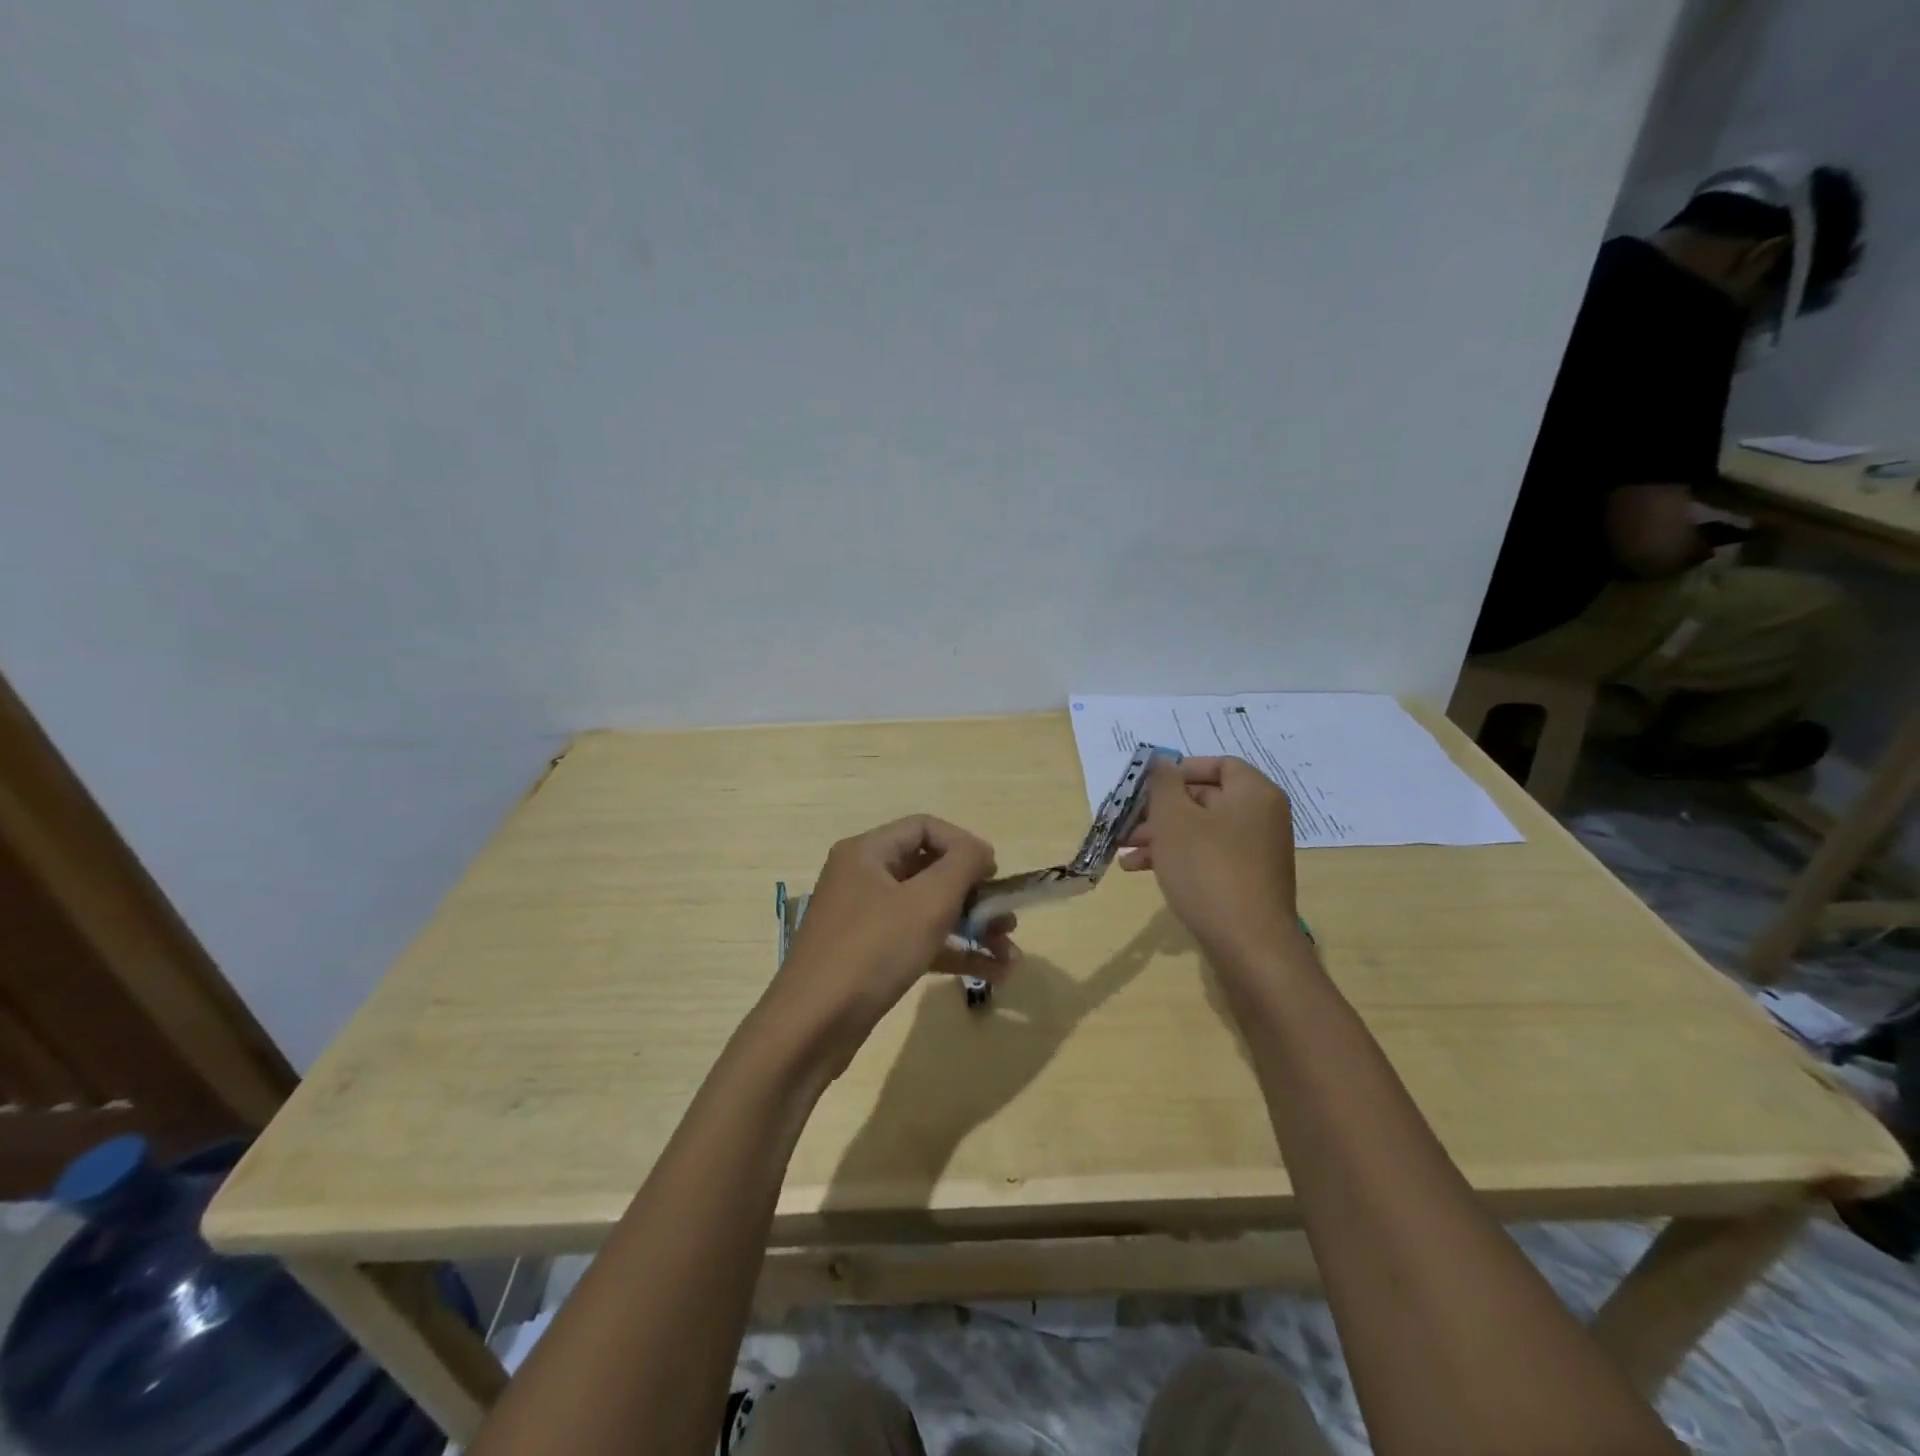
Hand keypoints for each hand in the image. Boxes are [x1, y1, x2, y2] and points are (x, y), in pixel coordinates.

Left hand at [767, 815, 1018, 1064]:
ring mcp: (865, 919)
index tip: (995, 874)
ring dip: (972, 927)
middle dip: (975, 894)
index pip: (925, 828)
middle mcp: (863, 878)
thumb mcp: (926, 902)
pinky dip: (953, 951)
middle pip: (930, 870)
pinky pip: (919, 941)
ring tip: (1010, 953)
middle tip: (1008, 918)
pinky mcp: (870, 956)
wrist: (812, 1027)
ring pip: (928, 910)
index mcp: (868, 852)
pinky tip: (992, 973)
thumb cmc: (872, 951)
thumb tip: (981, 851)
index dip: (965, 845)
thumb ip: (962, 865)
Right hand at [1120, 757, 1299, 968]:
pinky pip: (1208, 855)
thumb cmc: (1207, 869)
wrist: (1248, 944)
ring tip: (1124, 850)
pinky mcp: (1248, 880)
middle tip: (1126, 821)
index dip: (1179, 770)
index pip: (1217, 764)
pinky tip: (1141, 870)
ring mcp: (1257, 851)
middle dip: (1160, 809)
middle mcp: (1262, 816)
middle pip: (1205, 798)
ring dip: (1161, 835)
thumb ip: (1164, 783)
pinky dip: (1178, 856)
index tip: (1148, 786)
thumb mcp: (1174, 819)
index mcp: (1254, 793)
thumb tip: (1163, 762)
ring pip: (1201, 830)